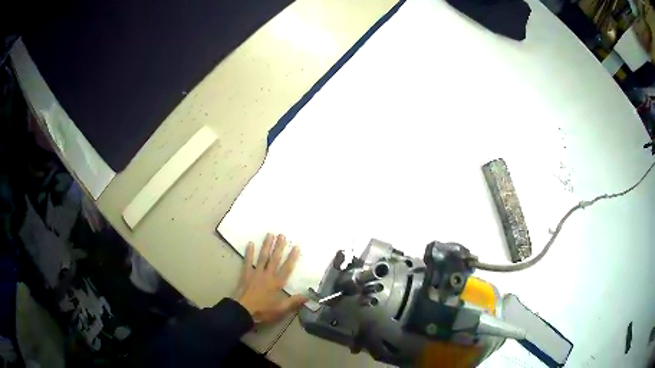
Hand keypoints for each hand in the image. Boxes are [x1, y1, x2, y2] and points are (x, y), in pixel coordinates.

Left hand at [234, 234, 307, 323]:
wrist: (242, 310)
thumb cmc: (262, 310)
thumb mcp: (280, 309)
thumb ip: (293, 302)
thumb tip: (307, 296)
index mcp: (277, 283)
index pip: (286, 268)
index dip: (292, 258)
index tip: (296, 247)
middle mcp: (267, 275)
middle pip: (274, 259)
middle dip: (279, 247)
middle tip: (282, 235)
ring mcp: (256, 273)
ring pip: (263, 257)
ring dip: (266, 246)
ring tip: (269, 234)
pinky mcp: (246, 274)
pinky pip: (248, 261)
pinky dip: (249, 253)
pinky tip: (250, 243)